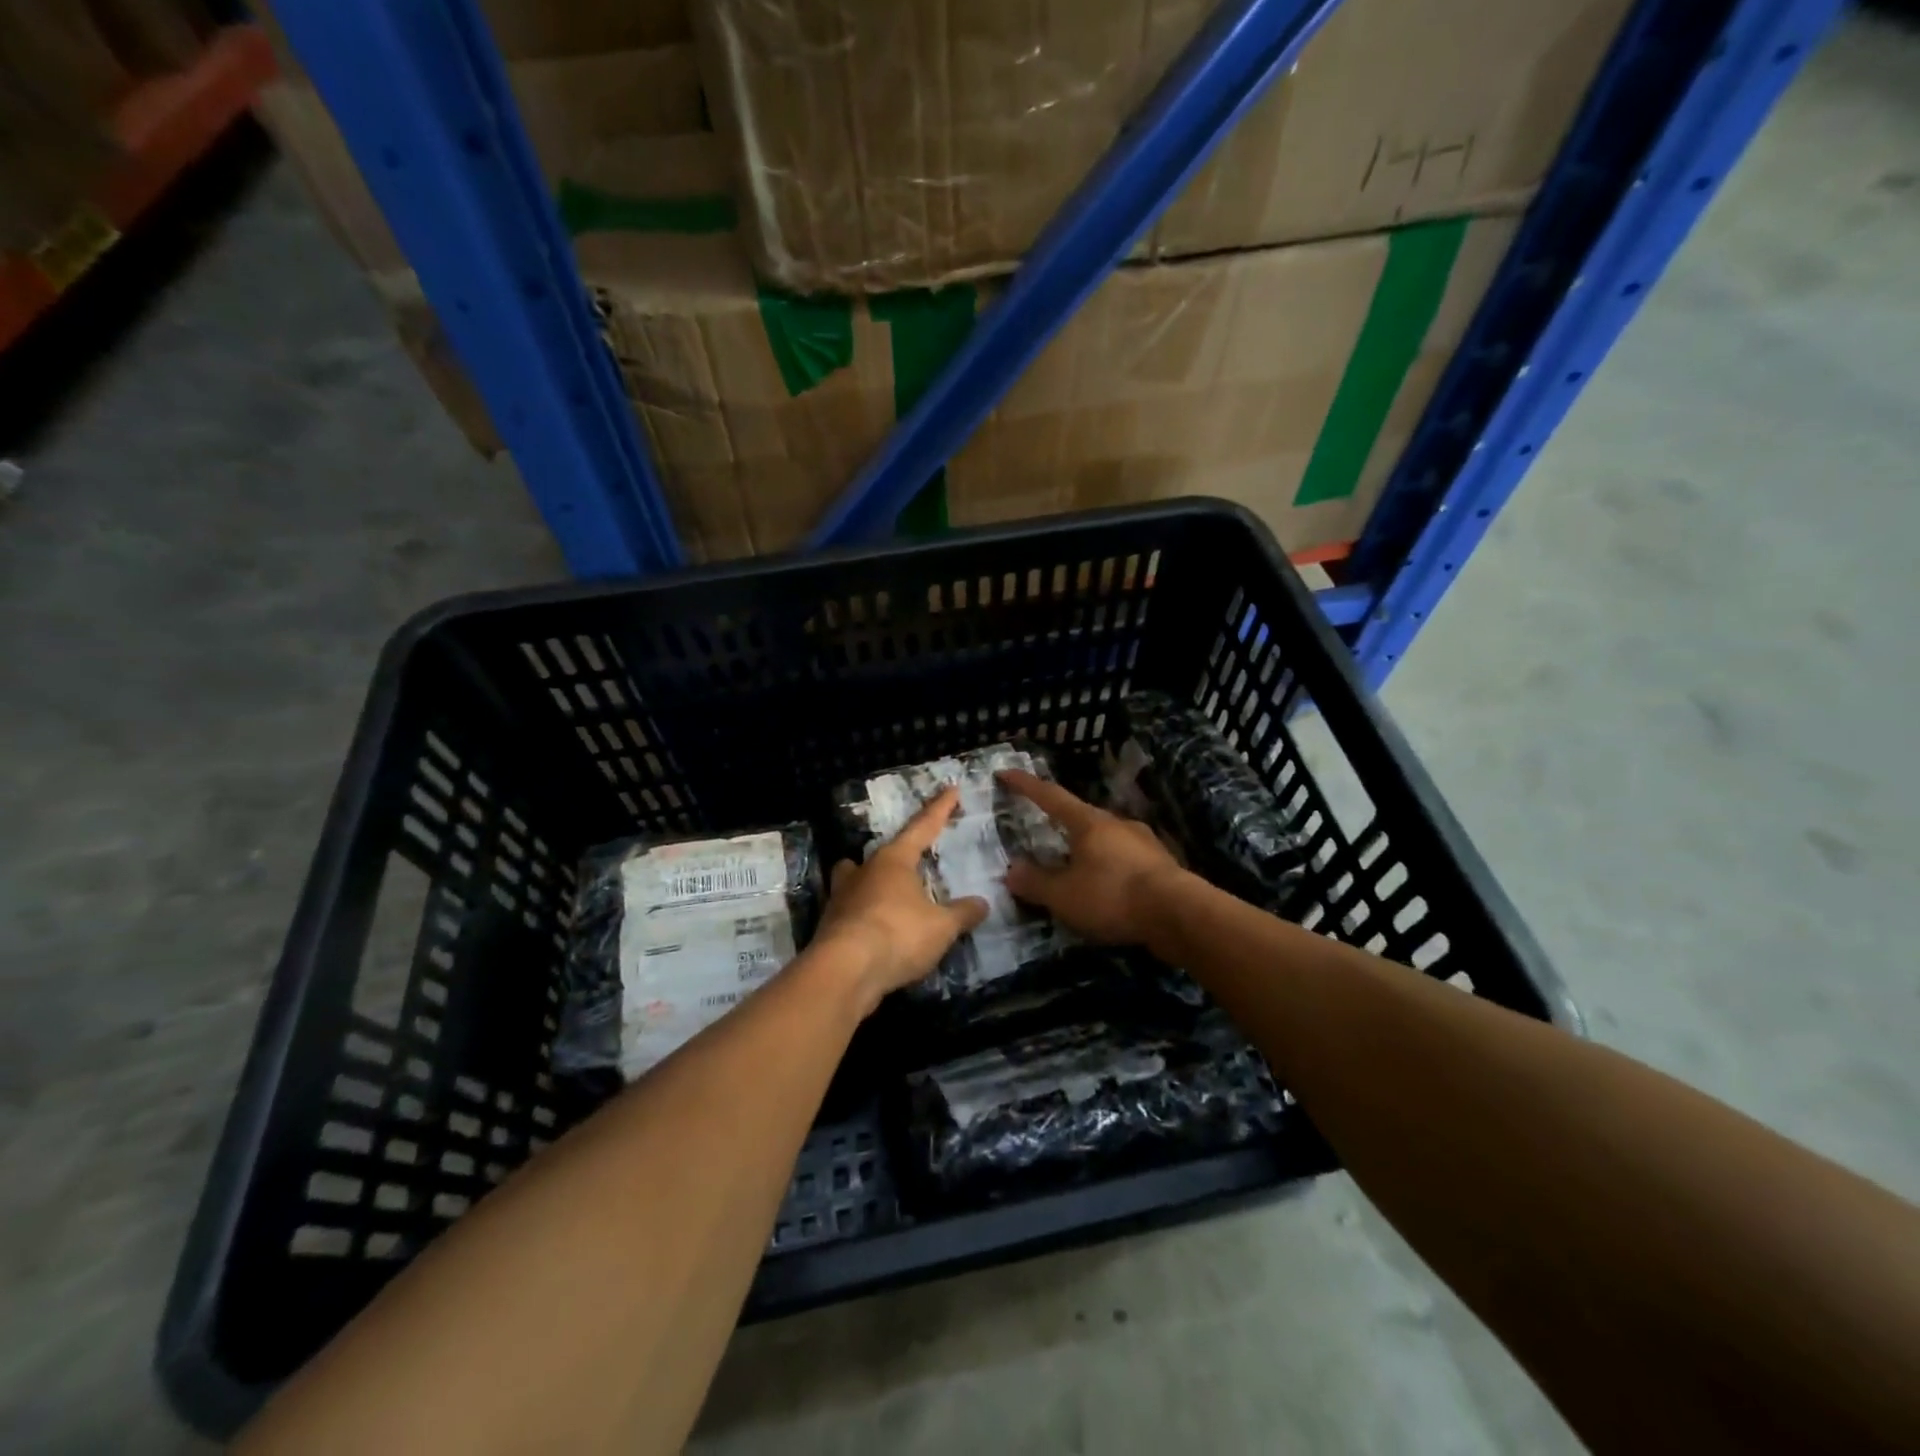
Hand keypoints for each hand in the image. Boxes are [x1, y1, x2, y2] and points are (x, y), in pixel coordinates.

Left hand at [811, 787, 988, 1013]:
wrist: (843, 972)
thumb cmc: (897, 935)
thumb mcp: (941, 926)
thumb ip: (962, 913)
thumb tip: (982, 903)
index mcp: (893, 861)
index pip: (922, 827)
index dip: (939, 810)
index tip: (951, 790)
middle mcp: (864, 872)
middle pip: (879, 854)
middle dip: (895, 854)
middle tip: (908, 859)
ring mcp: (841, 899)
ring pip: (854, 879)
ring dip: (868, 883)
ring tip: (885, 895)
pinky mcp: (830, 928)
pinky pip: (851, 912)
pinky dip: (864, 917)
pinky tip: (877, 932)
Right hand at [998, 769, 1186, 944]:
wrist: (1180, 914)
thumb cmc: (1113, 896)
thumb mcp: (1064, 896)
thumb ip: (1035, 882)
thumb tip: (1011, 870)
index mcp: (1089, 822)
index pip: (1050, 796)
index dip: (1026, 785)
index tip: (1006, 772)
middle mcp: (1117, 823)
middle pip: (1082, 817)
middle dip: (1061, 824)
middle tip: (1044, 834)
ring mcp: (1144, 842)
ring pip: (1107, 840)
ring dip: (1088, 850)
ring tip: (1075, 869)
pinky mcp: (1162, 865)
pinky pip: (1125, 861)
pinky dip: (1110, 870)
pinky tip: (1108, 889)